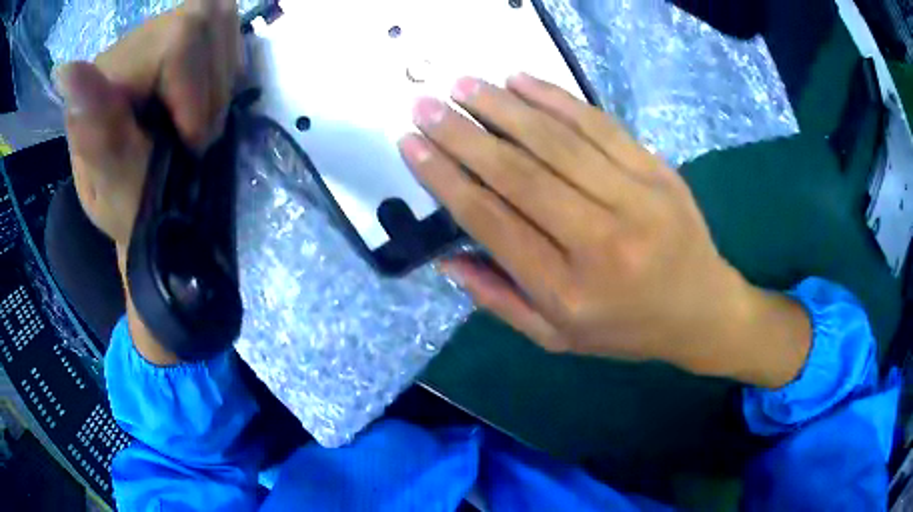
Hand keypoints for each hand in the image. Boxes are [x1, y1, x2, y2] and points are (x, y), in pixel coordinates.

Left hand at [56, 0, 241, 363]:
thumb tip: (65, 69)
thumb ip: (97, 131)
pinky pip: (223, 24)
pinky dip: (227, 65)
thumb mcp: (116, 187)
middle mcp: (131, 42)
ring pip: (220, 16)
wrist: (152, 208)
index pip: (181, 37)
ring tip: (200, 119)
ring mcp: (158, 34)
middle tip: (195, 137)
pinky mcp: (179, 36)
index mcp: (106, 74)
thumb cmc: (132, 210)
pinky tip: (207, 96)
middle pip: (205, 19)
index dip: (198, 92)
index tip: (189, 144)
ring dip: (223, 76)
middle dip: (213, 87)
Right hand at [400, 74, 810, 387]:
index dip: (446, 180)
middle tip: (426, 106)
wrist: (701, 309)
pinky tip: (521, 81)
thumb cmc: (627, 329)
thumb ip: (499, 301)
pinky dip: (556, 98)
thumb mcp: (557, 338)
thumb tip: (447, 259)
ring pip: (557, 141)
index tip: (412, 146)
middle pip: (519, 175)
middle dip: (463, 136)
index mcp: (569, 292)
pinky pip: (599, 125)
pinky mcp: (657, 170)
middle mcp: (600, 242)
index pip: (493, 223)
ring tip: (463, 86)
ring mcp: (635, 199)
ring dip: (502, 107)